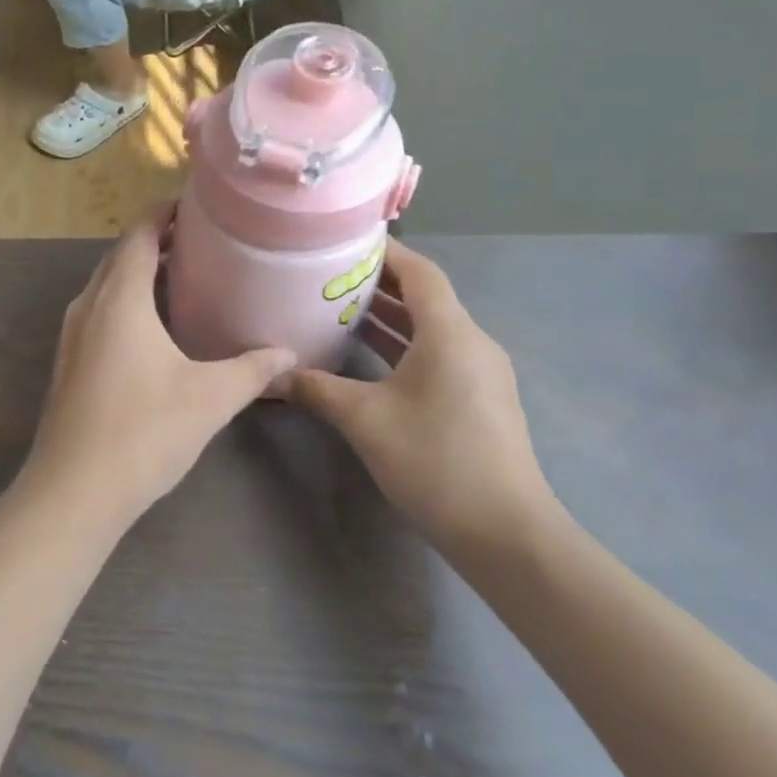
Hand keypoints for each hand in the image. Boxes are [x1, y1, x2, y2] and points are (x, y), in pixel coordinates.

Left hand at [25, 210, 295, 530]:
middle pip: (119, 256)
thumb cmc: (143, 432)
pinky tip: (153, 326)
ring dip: (138, 272)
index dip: (162, 213)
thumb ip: (252, 370)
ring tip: (181, 275)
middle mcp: (89, 306)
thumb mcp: (210, 398)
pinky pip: (99, 312)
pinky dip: (125, 301)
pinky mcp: (69, 362)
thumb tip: (288, 354)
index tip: (194, 205)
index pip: (138, 234)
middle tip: (199, 239)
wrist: (73, 489)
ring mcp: (72, 335)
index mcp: (119, 298)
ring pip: (106, 285)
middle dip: (154, 240)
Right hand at [278, 240, 559, 560]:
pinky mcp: (478, 399)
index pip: (419, 272)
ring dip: (388, 317)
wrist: (506, 533)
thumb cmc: (436, 460)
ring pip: (429, 328)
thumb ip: (316, 388)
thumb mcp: (365, 420)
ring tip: (338, 309)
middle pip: (424, 297)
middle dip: (377, 284)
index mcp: (450, 333)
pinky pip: (436, 354)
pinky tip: (366, 359)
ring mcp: (479, 373)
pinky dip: (402, 346)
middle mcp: (471, 342)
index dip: (385, 252)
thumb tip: (270, 375)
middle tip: (328, 276)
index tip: (343, 243)